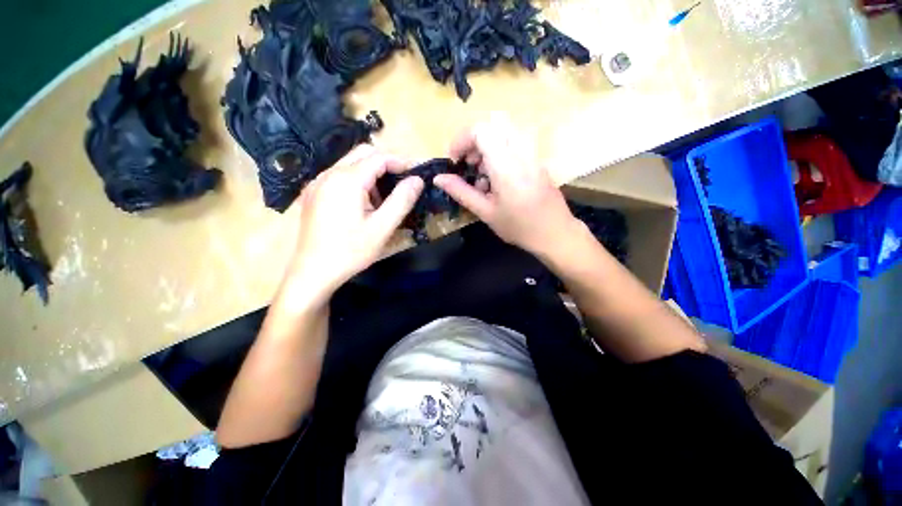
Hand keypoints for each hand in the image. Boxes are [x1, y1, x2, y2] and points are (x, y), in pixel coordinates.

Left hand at [280, 145, 422, 305]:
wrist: (313, 272)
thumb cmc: (351, 251)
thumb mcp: (382, 227)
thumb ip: (402, 200)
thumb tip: (417, 180)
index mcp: (346, 180)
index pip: (379, 156)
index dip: (401, 161)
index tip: (417, 173)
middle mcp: (328, 174)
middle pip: (363, 154)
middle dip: (386, 164)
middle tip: (402, 183)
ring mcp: (317, 183)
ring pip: (351, 164)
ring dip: (371, 174)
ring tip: (383, 200)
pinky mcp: (313, 193)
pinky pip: (339, 176)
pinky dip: (357, 182)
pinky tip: (363, 204)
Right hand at [434, 119, 581, 256]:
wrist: (555, 233)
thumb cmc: (518, 227)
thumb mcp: (486, 212)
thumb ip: (461, 192)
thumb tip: (438, 178)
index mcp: (506, 165)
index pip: (481, 130)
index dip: (462, 140)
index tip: (455, 161)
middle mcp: (521, 152)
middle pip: (494, 123)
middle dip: (474, 139)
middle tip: (469, 164)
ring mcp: (532, 153)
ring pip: (505, 130)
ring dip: (488, 144)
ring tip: (482, 173)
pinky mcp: (537, 158)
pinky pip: (515, 141)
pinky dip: (500, 150)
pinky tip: (498, 176)